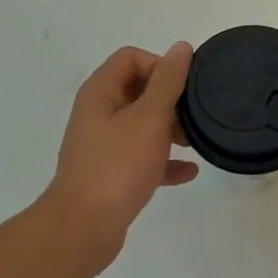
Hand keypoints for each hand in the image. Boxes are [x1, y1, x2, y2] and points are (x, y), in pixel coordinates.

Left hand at [43, 43, 197, 273]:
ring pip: (141, 124)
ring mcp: (102, 145)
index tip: (182, 89)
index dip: (160, 65)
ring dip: (169, 129)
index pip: (131, 58)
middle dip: (169, 99)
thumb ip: (168, 81)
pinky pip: (141, 157)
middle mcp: (98, 113)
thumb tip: (181, 47)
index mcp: (101, 92)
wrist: (82, 230)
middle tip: (193, 116)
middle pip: (138, 89)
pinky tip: (188, 172)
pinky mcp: (110, 173)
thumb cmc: (117, 166)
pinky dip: (163, 160)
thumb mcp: (150, 118)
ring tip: (194, 142)